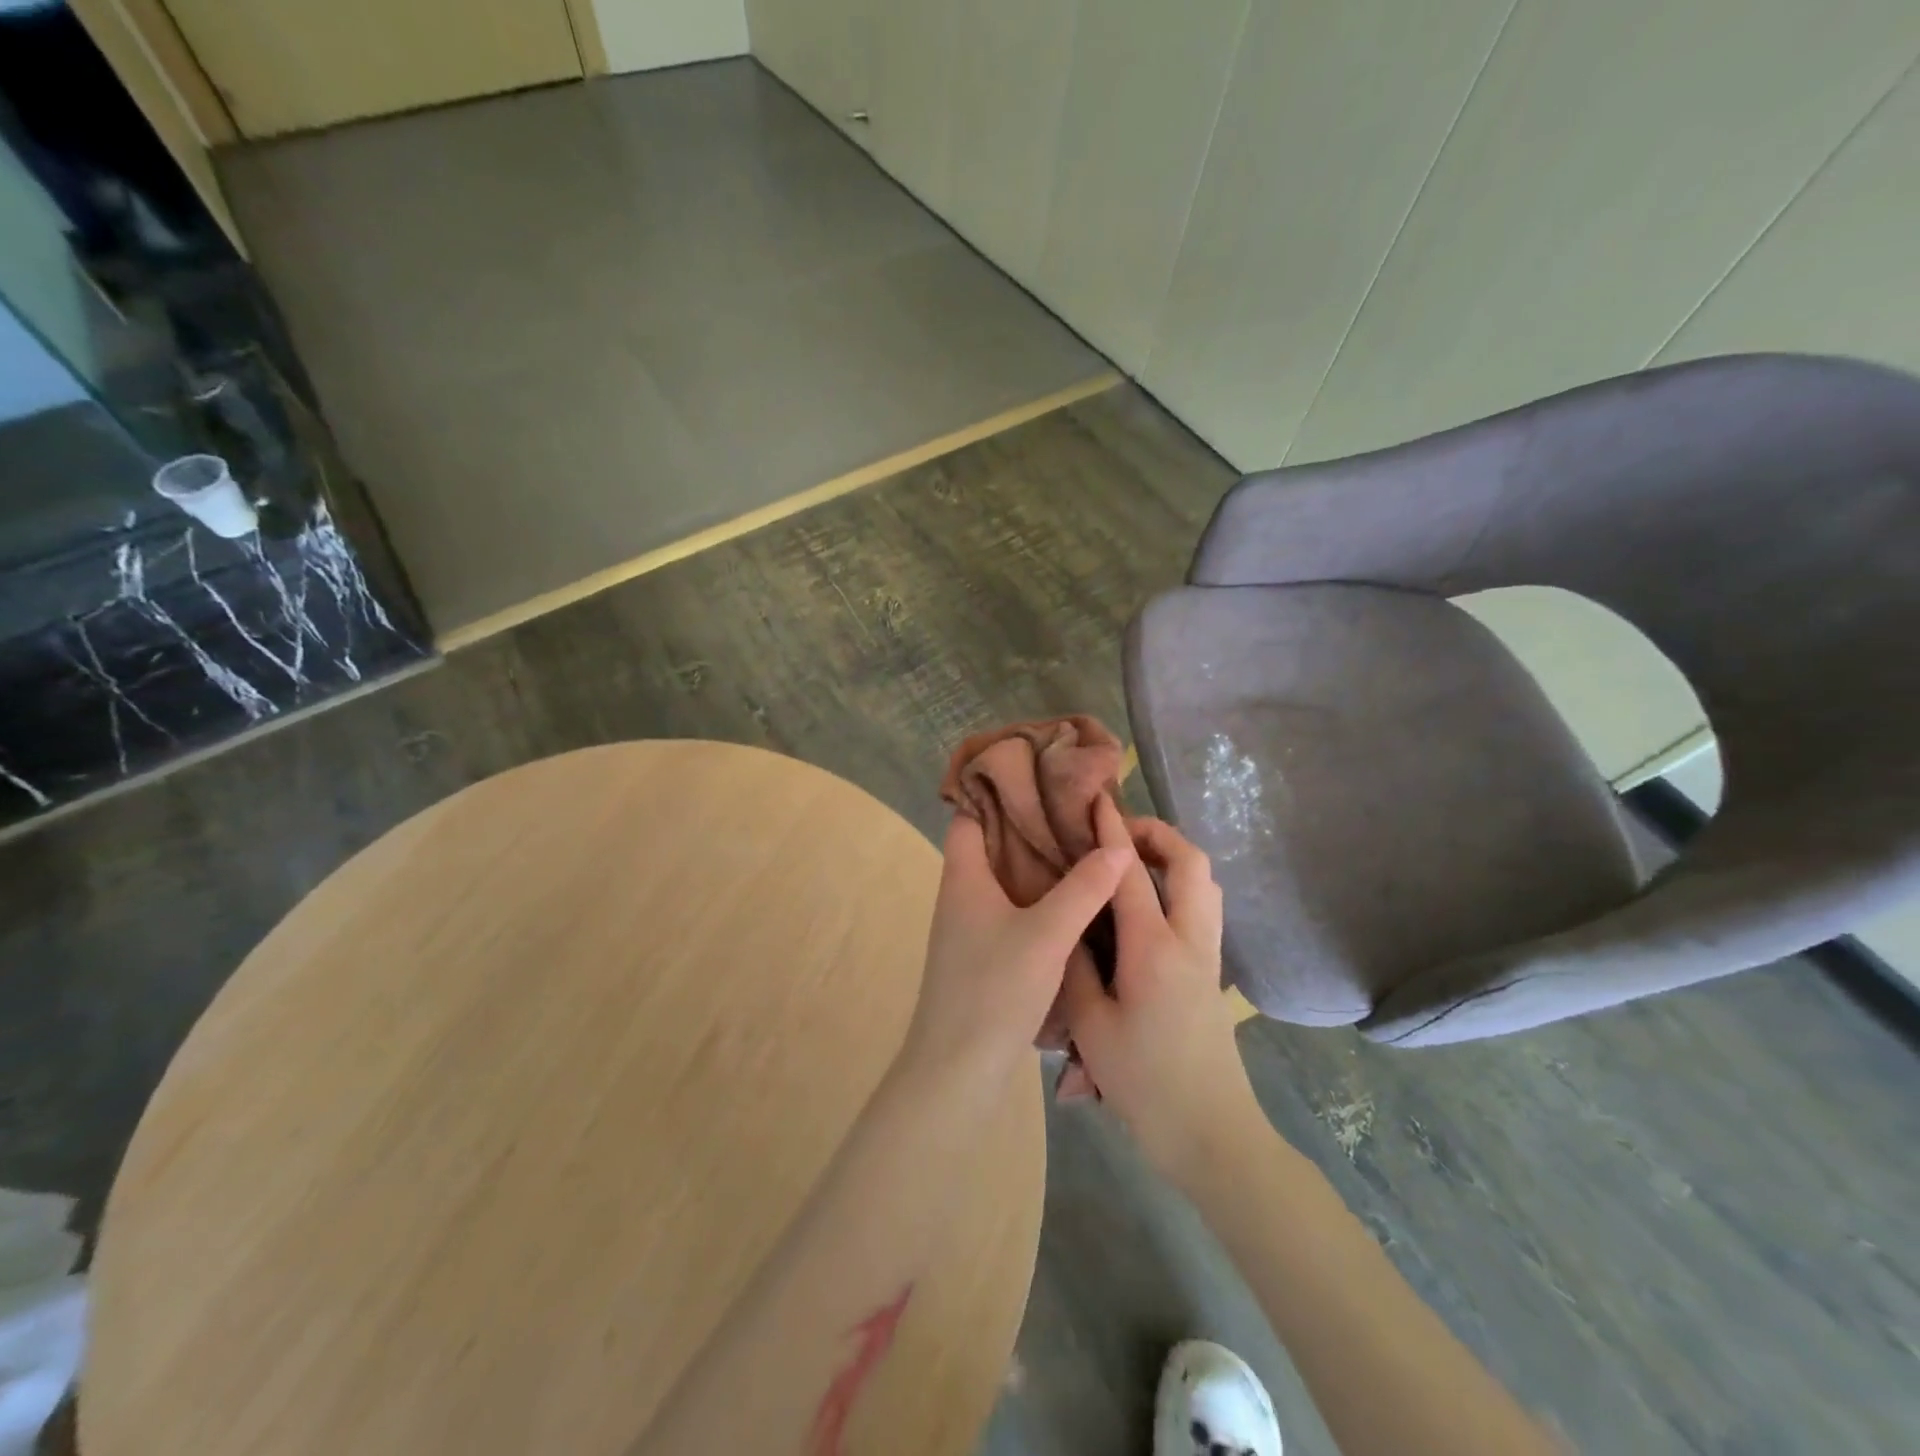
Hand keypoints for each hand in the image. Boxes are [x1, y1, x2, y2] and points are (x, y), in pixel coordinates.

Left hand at [899, 813, 1129, 1087]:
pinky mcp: (982, 956)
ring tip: (1083, 847)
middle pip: (992, 845)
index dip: (1000, 792)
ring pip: (1004, 880)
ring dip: (1037, 865)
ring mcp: (969, 928)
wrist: (957, 1071)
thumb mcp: (1046, 934)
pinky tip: (1073, 902)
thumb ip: (1084, 888)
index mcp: (963, 877)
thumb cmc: (993, 990)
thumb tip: (1117, 844)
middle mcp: (960, 896)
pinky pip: (1011, 911)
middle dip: (1031, 827)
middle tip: (1078, 812)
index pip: (971, 814)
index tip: (1043, 778)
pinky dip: (1037, 899)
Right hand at [1061, 799, 1262, 1180]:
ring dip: (1173, 858)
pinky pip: (1202, 908)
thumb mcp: (1092, 1026)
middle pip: (1190, 863)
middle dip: (1158, 833)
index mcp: (1154, 948)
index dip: (1110, 832)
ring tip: (1133, 862)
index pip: (1129, 872)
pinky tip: (1146, 907)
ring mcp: (1208, 956)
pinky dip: (1179, 885)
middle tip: (1119, 832)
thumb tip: (1069, 926)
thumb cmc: (1145, 1083)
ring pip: (1204, 884)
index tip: (1096, 801)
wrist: (1211, 1134)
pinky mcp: (1212, 974)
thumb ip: (1076, 968)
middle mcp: (1189, 940)